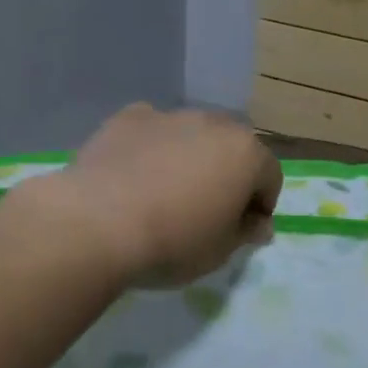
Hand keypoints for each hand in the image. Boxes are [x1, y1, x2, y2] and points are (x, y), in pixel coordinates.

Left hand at [24, 104, 282, 286]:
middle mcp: (212, 123)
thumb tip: (258, 224)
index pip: (269, 176)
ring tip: (164, 195)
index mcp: (245, 153)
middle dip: (226, 175)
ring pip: (190, 136)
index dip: (260, 205)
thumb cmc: (173, 242)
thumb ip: (245, 231)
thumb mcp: (220, 251)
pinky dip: (150, 148)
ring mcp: (168, 116)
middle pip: (231, 148)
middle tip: (206, 211)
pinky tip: (133, 177)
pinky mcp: (127, 118)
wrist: (98, 223)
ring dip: (189, 159)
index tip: (241, 231)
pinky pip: (151, 132)